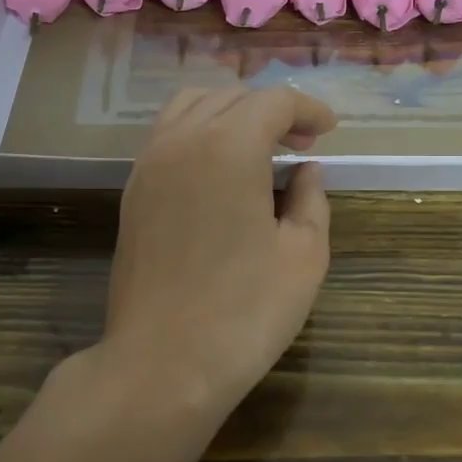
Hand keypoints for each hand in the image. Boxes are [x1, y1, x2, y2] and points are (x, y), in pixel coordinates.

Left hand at [100, 86, 337, 419]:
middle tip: (302, 143)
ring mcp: (149, 163)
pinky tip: (220, 169)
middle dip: (272, 111)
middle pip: (232, 97)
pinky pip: (167, 135)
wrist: (161, 364)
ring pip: (192, 107)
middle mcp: (182, 140)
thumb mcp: (303, 256)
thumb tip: (307, 170)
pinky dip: (199, 132)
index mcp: (229, 147)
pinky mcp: (133, 190)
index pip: (273, 102)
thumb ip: (311, 199)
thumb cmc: (244, 312)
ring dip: (231, 114)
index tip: (329, 131)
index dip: (307, 109)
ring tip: (259, 147)